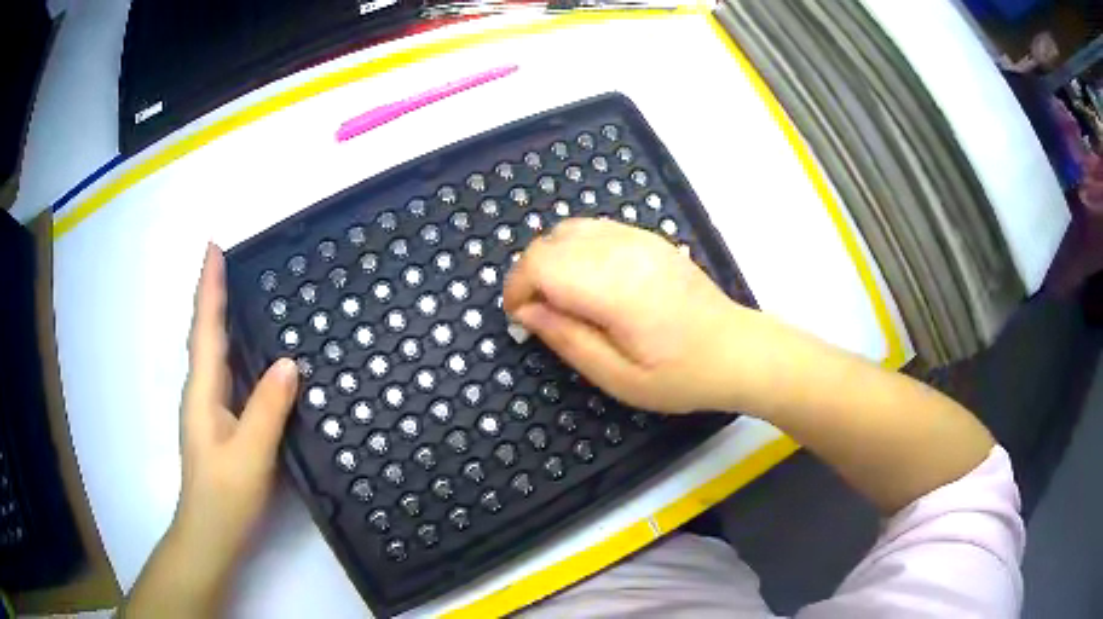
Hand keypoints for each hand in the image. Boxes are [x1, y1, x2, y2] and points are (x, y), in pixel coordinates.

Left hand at [123, 244, 297, 616]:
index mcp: (203, 391)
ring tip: (241, 293)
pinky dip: (233, 348)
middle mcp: (202, 391)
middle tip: (230, 261)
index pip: (205, 328)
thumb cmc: (225, 496)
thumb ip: (267, 408)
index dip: (209, 287)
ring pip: (214, 352)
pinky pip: (226, 373)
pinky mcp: (220, 423)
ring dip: (221, 318)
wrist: (209, 535)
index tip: (214, 247)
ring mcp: (209, 408)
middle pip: (205, 333)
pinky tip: (251, 352)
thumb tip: (288, 362)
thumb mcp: (251, 454)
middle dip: (213, 294)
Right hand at [504, 219, 755, 413]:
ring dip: (551, 260)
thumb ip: (566, 339)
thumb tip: (527, 311)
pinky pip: (595, 228)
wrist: (737, 351)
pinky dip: (575, 249)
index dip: (517, 288)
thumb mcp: (618, 377)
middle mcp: (623, 250)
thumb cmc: (680, 375)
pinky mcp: (649, 238)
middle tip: (540, 314)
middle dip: (529, 275)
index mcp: (614, 286)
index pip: (540, 263)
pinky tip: (588, 280)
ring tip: (562, 298)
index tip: (521, 319)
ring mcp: (638, 238)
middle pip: (549, 242)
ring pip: (569, 229)